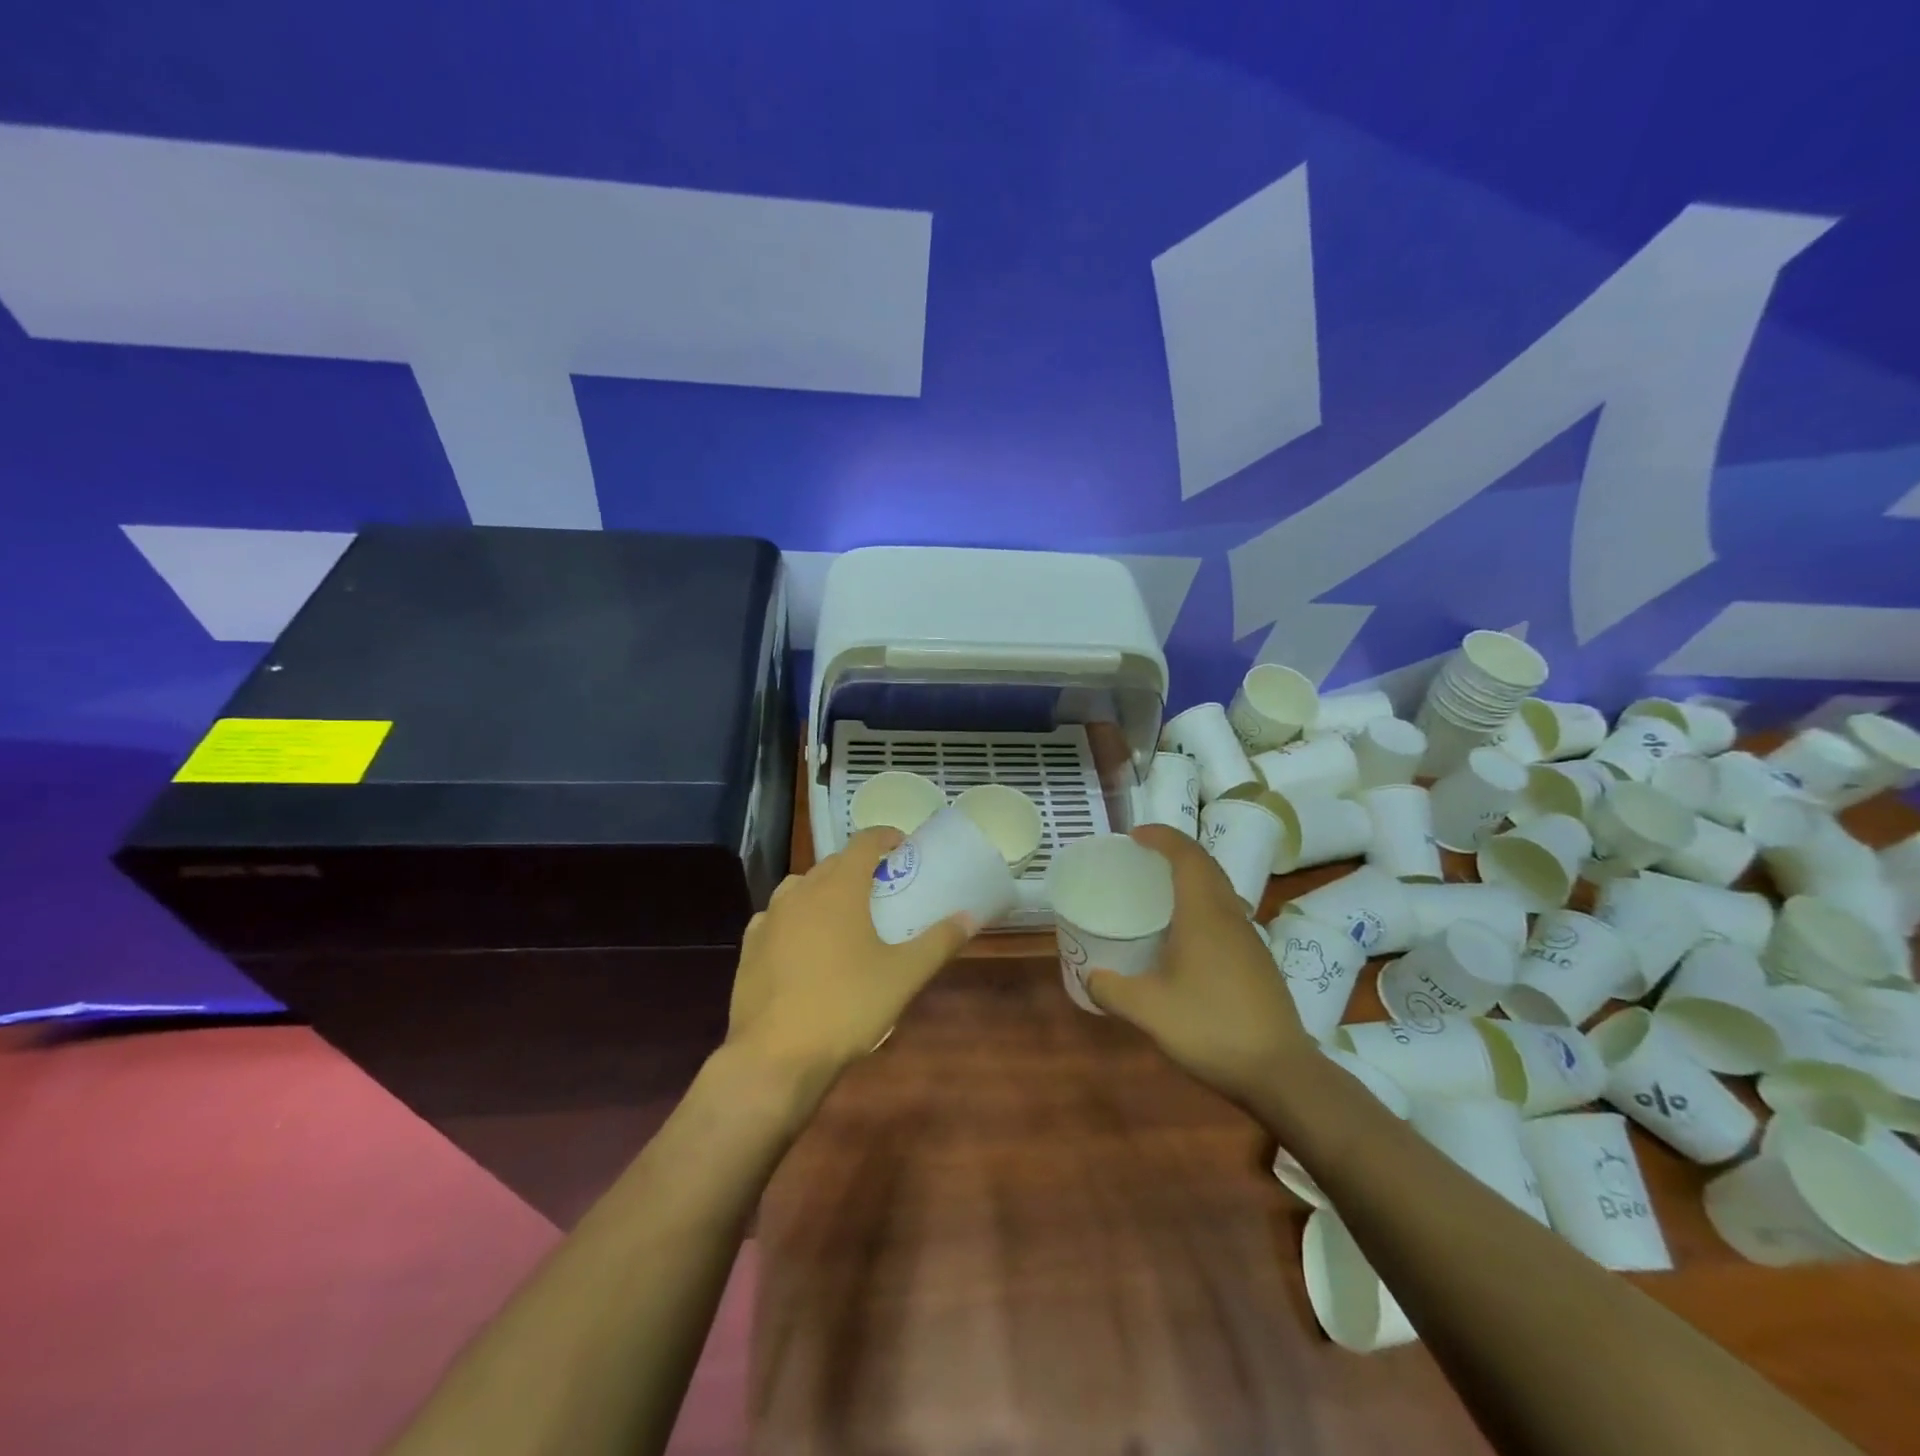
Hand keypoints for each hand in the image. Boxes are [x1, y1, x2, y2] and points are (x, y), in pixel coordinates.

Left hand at [725, 827, 974, 1086]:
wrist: (775, 1055)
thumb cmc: (847, 1007)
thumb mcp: (904, 976)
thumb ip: (939, 942)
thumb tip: (969, 917)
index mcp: (839, 888)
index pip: (864, 842)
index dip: (885, 836)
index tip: (903, 846)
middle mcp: (801, 892)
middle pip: (833, 863)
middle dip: (858, 867)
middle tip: (882, 888)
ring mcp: (770, 918)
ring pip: (801, 887)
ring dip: (824, 889)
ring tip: (843, 914)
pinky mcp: (750, 946)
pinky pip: (777, 916)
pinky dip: (795, 916)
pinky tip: (804, 942)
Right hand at [1086, 825, 1315, 1107]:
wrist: (1281, 1073)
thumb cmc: (1211, 1028)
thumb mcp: (1148, 1011)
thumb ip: (1112, 990)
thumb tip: (1090, 977)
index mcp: (1204, 914)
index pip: (1186, 855)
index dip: (1161, 837)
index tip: (1135, 836)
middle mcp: (1230, 917)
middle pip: (1206, 866)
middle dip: (1175, 852)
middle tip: (1143, 858)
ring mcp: (1250, 939)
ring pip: (1221, 890)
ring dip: (1192, 878)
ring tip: (1161, 893)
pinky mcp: (1259, 962)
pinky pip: (1227, 914)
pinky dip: (1203, 904)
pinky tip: (1186, 938)